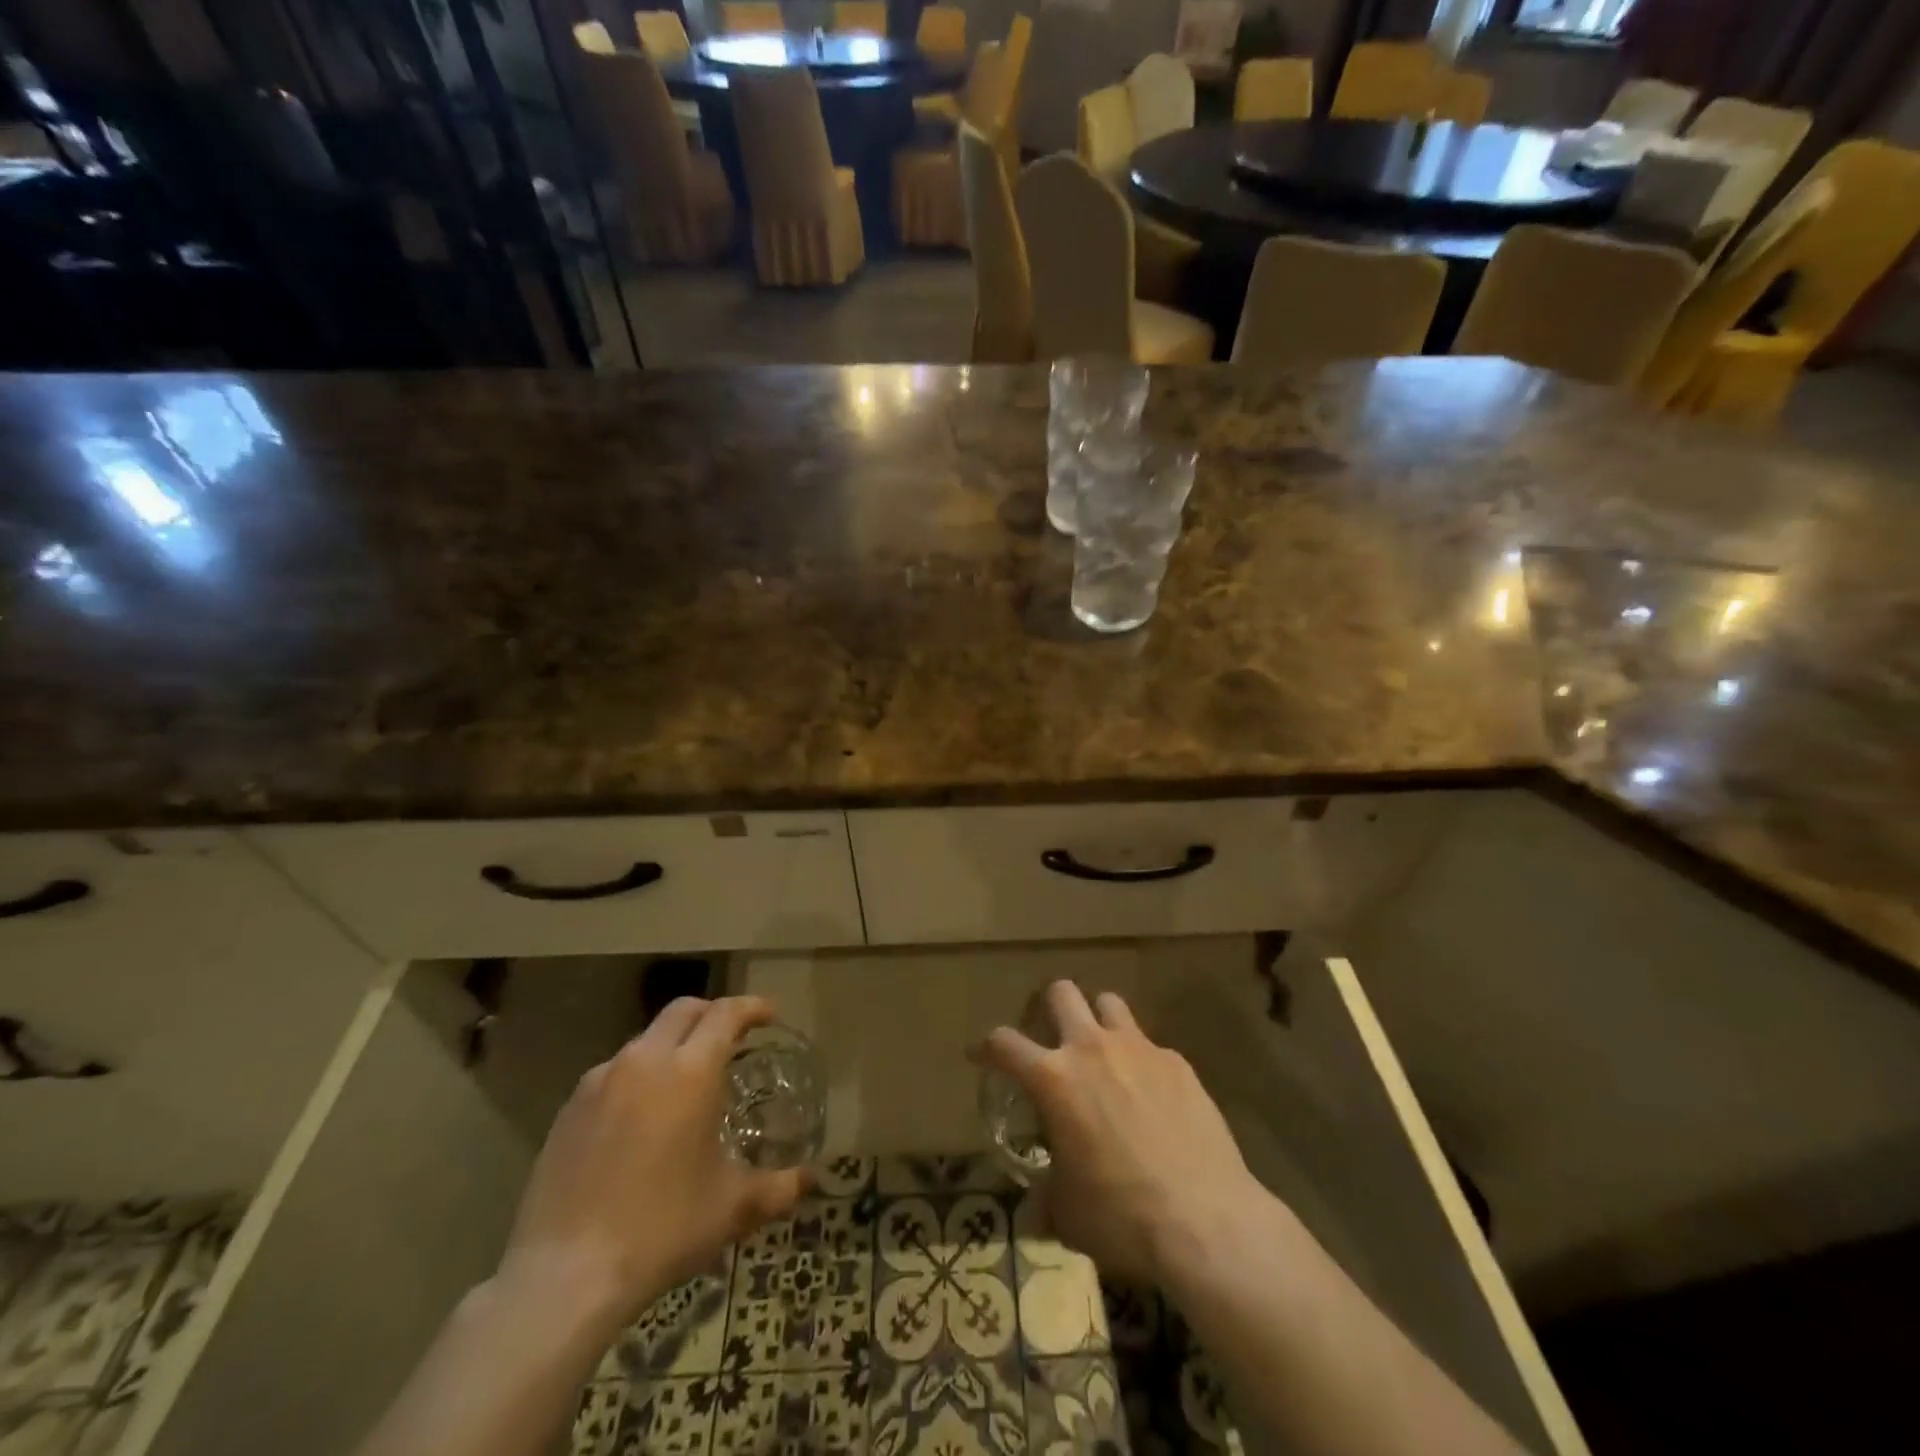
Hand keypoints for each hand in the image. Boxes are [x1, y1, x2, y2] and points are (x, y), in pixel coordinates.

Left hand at [495, 996, 806, 1342]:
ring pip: (645, 1040)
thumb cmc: (662, 1229)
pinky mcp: (569, 1109)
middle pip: (683, 1011)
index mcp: (691, 1071)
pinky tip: (639, 1118)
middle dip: (712, 1014)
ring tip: (684, 1082)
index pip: (726, 1014)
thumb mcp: (731, 1209)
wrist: (564, 1277)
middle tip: (731, 1038)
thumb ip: (777, 1188)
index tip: (768, 1015)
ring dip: (672, 1046)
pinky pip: (613, 1073)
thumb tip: (809, 1181)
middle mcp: (645, 1061)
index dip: (751, 1008)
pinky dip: (637, 1077)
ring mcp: (600, 1082)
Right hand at [975, 981, 1268, 1286]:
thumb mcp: (1067, 1214)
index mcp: (1054, 1079)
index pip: (1004, 1042)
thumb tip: (1040, 1200)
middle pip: (1060, 993)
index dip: (985, 1047)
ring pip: (1108, 1002)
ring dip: (1096, 1021)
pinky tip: (1150, 1097)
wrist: (1205, 1222)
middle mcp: (1092, 1048)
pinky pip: (1149, 1046)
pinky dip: (1140, 1061)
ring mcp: (1139, 1049)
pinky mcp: (1177, 1062)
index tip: (980, 1055)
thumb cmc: (1121, 1217)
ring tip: (1100, 1053)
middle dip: (1047, 1008)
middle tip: (1049, 1038)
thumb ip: (1046, 1193)